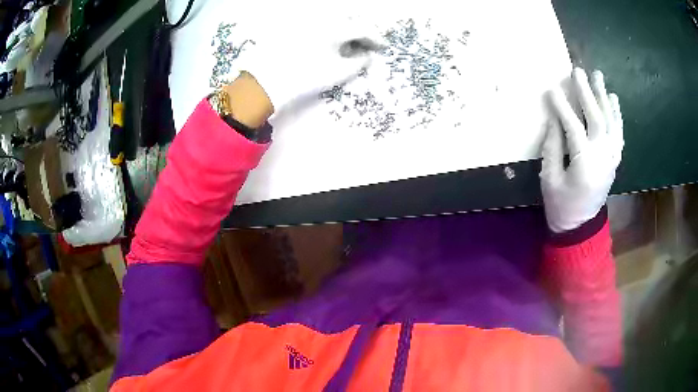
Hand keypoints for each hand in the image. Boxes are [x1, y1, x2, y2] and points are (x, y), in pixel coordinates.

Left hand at [235, 21, 375, 113]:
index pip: (363, 28)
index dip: (376, 38)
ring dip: (345, 30)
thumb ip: (359, 63)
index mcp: (336, 28)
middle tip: (365, 47)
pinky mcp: (295, 26)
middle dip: (361, 32)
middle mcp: (322, 18)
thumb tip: (368, 56)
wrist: (266, 81)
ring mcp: (307, 21)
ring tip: (346, 47)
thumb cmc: (306, 77)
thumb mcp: (338, 73)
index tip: (382, 47)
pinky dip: (330, 31)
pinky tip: (328, 44)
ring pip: (334, 20)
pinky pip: (320, 23)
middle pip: (350, 19)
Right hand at [541, 68, 623, 232]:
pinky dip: (617, 116)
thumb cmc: (561, 205)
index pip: (573, 127)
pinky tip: (613, 100)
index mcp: (584, 163)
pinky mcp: (614, 161)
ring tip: (599, 78)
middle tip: (578, 71)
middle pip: (596, 118)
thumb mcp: (550, 179)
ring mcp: (611, 159)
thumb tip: (554, 120)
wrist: (580, 228)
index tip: (552, 89)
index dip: (562, 107)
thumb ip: (553, 147)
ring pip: (611, 123)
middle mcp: (602, 157)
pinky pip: (619, 134)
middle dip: (587, 93)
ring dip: (604, 98)